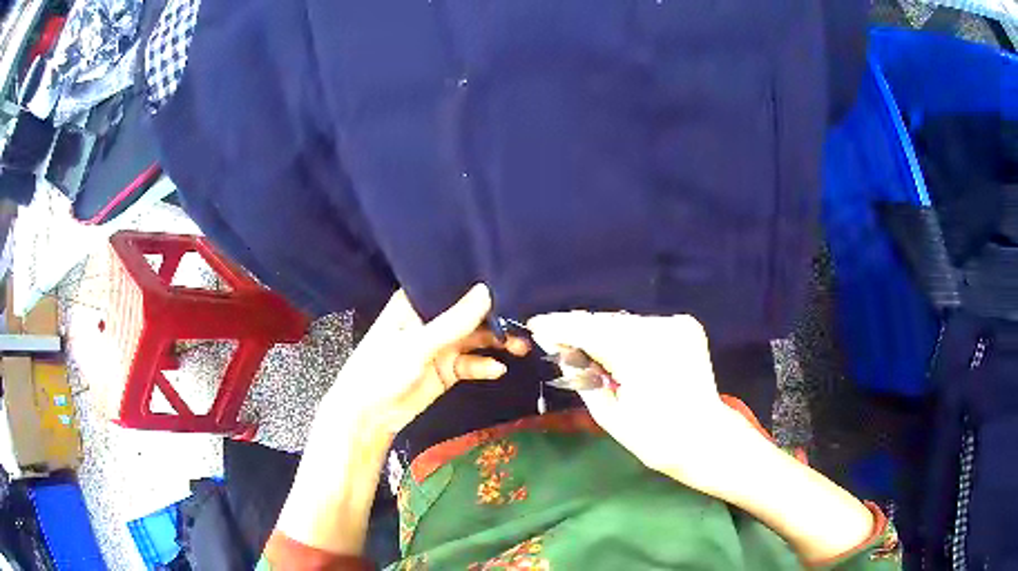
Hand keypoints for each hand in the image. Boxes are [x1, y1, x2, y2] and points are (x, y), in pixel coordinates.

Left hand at [315, 284, 528, 443]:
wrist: (370, 415)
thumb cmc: (382, 369)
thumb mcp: (418, 344)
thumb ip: (454, 321)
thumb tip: (487, 291)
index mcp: (416, 304)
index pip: (451, 286)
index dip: (478, 283)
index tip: (509, 278)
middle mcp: (431, 321)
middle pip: (469, 313)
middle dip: (495, 317)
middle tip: (525, 319)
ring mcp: (440, 346)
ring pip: (475, 339)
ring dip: (496, 342)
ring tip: (521, 345)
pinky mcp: (447, 370)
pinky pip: (471, 364)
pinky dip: (485, 366)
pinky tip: (498, 370)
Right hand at [527, 311, 757, 495]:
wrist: (706, 439)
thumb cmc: (656, 439)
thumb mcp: (609, 416)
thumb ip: (582, 378)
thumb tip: (561, 351)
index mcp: (641, 354)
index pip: (589, 330)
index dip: (560, 327)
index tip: (536, 325)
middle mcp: (661, 329)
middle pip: (607, 321)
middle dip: (579, 329)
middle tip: (553, 337)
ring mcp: (677, 325)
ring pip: (625, 321)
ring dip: (602, 332)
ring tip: (580, 345)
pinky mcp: (686, 327)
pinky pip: (644, 326)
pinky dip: (625, 335)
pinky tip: (613, 349)